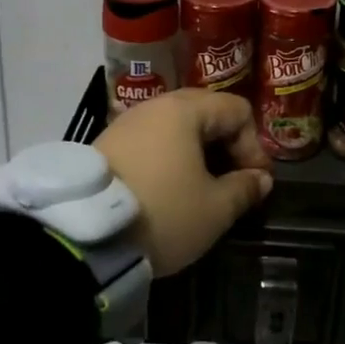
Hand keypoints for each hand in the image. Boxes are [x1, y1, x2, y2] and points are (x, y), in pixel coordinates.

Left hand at [94, 89, 274, 275]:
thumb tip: (260, 179)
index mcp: (184, 111)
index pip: (236, 110)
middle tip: (233, 179)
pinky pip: (151, 141)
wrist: (84, 237)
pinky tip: (169, 188)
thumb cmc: (163, 214)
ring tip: (202, 187)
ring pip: (175, 127)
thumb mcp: (215, 209)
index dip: (254, 145)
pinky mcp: (105, 145)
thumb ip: (244, 188)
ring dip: (196, 152)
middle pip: (205, 112)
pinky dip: (169, 158)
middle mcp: (153, 107)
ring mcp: (125, 124)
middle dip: (226, 144)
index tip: (255, 182)